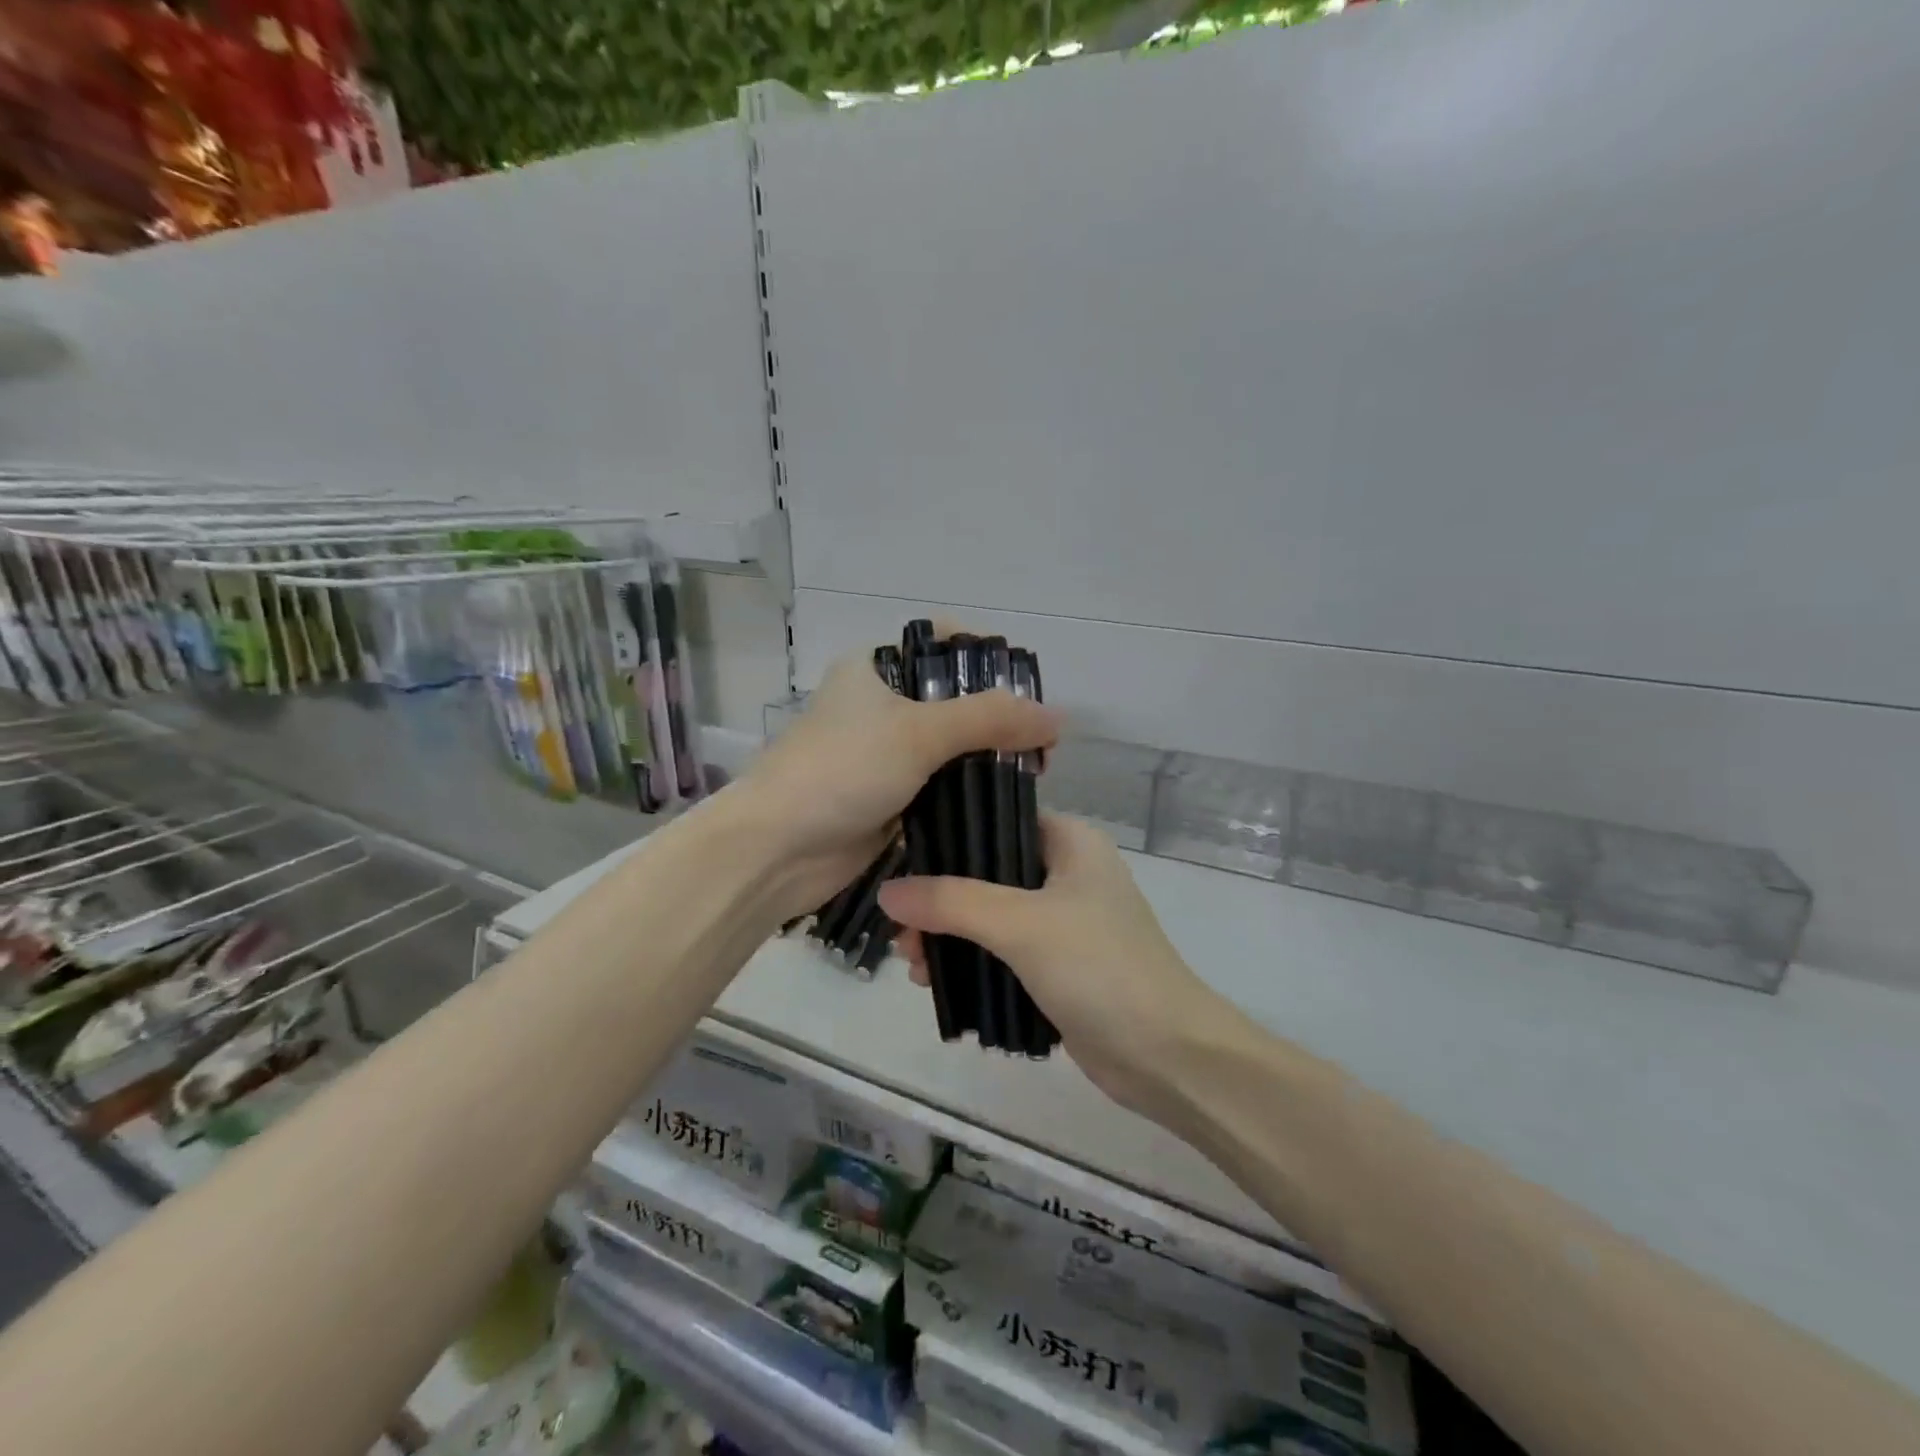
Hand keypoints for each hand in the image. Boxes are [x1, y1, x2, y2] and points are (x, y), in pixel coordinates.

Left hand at [739, 644, 1057, 916]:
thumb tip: (1056, 718)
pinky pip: (941, 786)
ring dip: (987, 759)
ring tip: (1032, 774)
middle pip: (953, 699)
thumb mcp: (917, 733)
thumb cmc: (842, 771)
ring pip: (951, 747)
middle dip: (997, 719)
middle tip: (1039, 745)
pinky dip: (969, 791)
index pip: (943, 645)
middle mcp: (880, 705)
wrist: (777, 850)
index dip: (987, 661)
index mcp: (875, 669)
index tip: (1025, 692)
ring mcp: (885, 754)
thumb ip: (989, 720)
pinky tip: (1004, 800)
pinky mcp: (891, 797)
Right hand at [878, 813, 1227, 1117]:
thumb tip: (887, 891)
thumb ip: (952, 902)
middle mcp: (1067, 873)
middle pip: (987, 873)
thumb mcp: (1021, 924)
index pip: (996, 820)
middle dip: (940, 901)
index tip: (901, 865)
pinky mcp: (1060, 965)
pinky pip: (1003, 952)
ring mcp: (1065, 922)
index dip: (948, 839)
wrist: (1167, 1056)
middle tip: (901, 932)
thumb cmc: (1100, 968)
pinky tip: (936, 982)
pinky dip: (972, 962)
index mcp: (1070, 842)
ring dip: (950, 936)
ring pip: (991, 915)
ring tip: (912, 965)